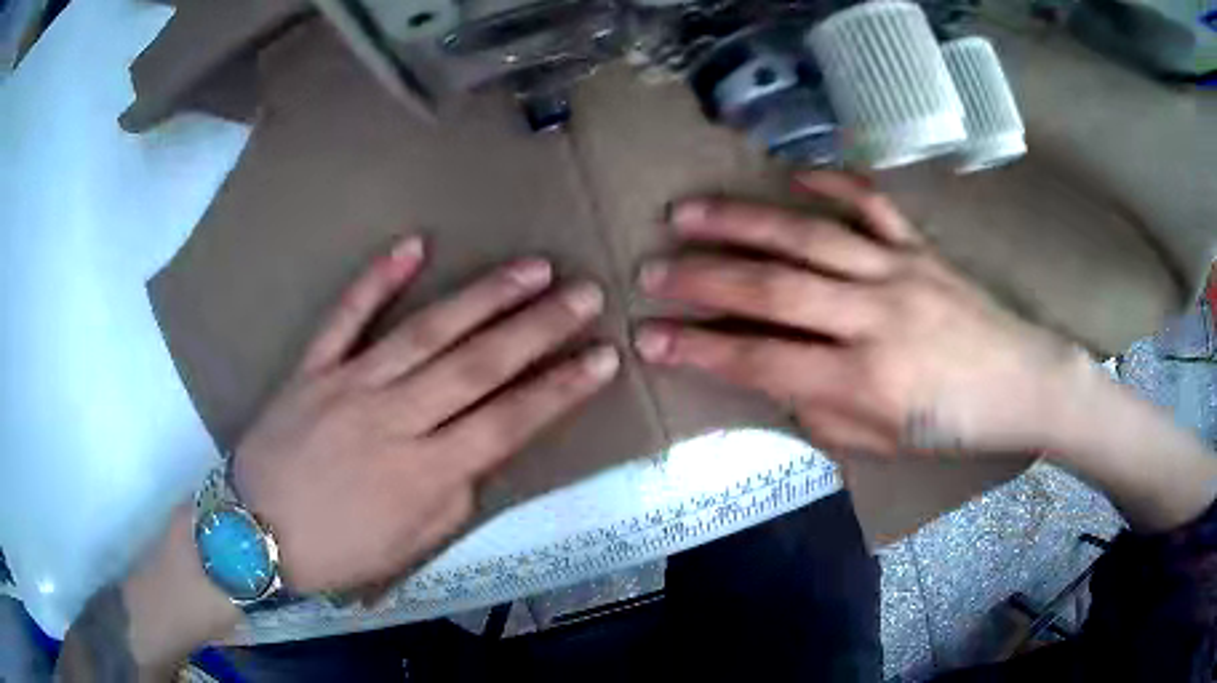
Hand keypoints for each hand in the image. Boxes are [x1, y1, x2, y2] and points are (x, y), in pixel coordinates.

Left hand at [233, 237, 618, 593]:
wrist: (255, 534)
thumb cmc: (337, 550)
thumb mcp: (410, 546)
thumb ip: (453, 496)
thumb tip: (477, 450)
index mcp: (424, 473)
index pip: (510, 421)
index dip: (562, 388)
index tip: (604, 357)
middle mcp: (393, 419)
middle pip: (478, 365)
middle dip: (539, 327)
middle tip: (585, 293)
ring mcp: (349, 384)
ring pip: (426, 331)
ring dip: (483, 296)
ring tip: (531, 267)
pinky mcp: (312, 367)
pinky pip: (346, 316)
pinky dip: (377, 279)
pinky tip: (413, 246)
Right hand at [634, 171, 1078, 458]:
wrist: (1023, 383)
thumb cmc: (954, 426)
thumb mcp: (883, 445)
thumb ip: (822, 412)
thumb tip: (773, 378)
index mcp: (865, 380)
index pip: (763, 362)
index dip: (700, 351)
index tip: (649, 339)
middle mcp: (875, 317)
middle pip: (773, 290)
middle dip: (701, 280)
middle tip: (649, 271)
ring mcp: (898, 271)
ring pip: (807, 237)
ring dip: (741, 223)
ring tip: (687, 212)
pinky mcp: (920, 247)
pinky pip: (870, 204)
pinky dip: (829, 181)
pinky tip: (790, 172)